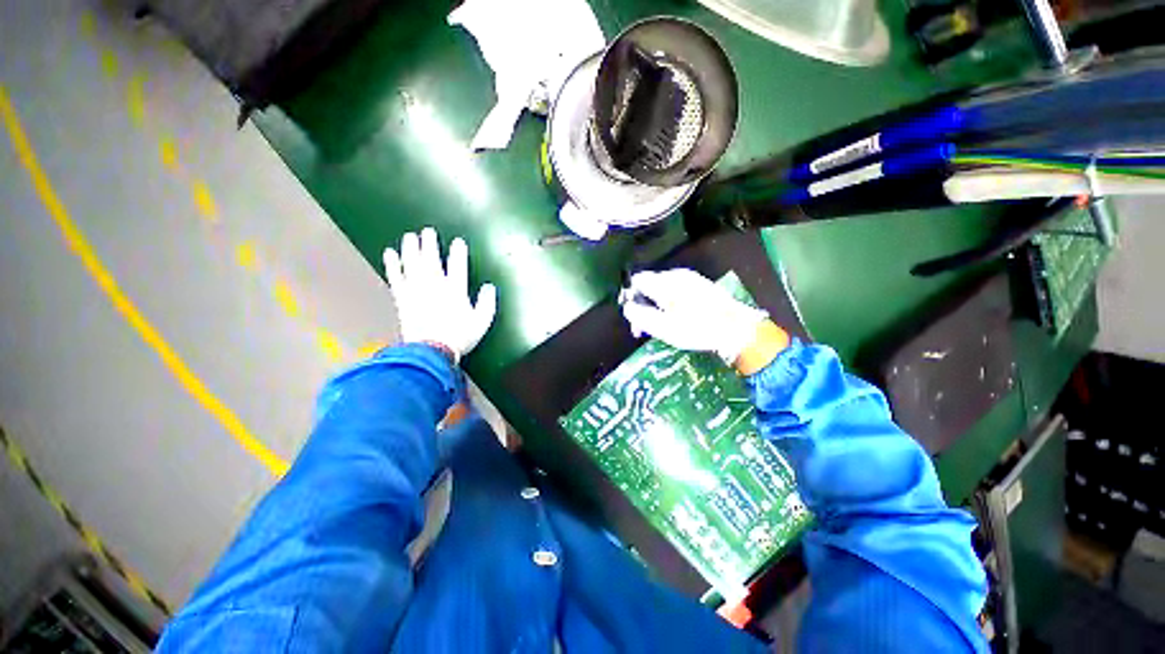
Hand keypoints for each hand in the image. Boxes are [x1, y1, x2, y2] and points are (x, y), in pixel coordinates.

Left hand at [383, 227, 497, 361]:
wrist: (431, 351)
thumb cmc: (459, 337)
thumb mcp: (482, 322)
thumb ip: (487, 303)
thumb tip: (489, 287)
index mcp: (455, 290)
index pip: (458, 265)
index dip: (458, 252)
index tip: (458, 242)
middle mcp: (434, 286)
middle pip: (431, 260)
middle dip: (430, 244)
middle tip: (427, 232)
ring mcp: (416, 291)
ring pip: (412, 264)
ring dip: (410, 249)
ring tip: (410, 237)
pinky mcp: (402, 298)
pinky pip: (396, 277)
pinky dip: (392, 265)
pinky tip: (389, 254)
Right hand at [621, 269, 767, 363]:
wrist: (737, 330)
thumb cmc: (698, 329)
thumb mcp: (664, 328)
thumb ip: (640, 316)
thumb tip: (627, 307)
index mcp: (666, 282)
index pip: (637, 281)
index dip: (630, 298)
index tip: (634, 319)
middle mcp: (677, 275)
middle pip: (649, 285)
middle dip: (643, 305)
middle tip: (645, 328)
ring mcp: (690, 279)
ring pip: (662, 289)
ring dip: (656, 306)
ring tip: (662, 326)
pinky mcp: (700, 285)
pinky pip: (676, 291)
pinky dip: (670, 304)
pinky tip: (677, 319)